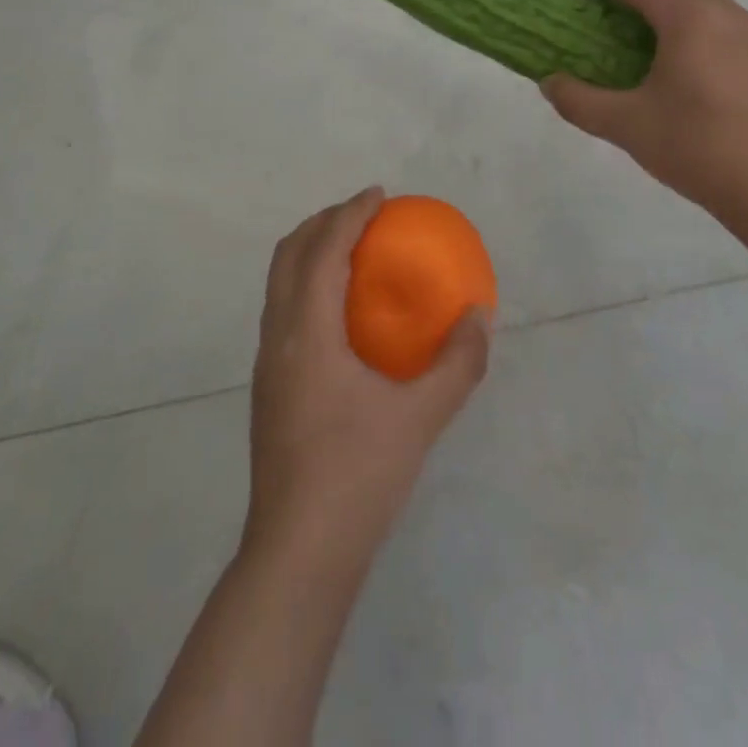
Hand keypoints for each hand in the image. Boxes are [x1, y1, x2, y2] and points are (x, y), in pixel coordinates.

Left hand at [244, 187, 490, 572]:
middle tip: (363, 214)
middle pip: (289, 254)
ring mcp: (267, 362)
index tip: (379, 195)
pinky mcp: (269, 386)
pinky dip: (307, 284)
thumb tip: (479, 317)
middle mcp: (278, 335)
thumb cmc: (358, 476)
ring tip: (351, 251)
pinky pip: (283, 309)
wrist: (298, 552)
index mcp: (306, 331)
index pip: (323, 249)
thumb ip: (457, 364)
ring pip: (279, 282)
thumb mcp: (420, 417)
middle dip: (323, 222)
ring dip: (310, 252)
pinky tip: (341, 312)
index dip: (350, 213)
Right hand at [540, 0, 747, 246]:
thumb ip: (579, 101)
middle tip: (609, 10)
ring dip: (671, 3)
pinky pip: (728, 25)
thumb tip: (550, 83)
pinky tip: (689, 76)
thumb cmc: (701, 148)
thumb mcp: (627, 127)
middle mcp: (726, 14)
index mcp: (688, 18)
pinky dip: (698, 29)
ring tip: (646, 45)